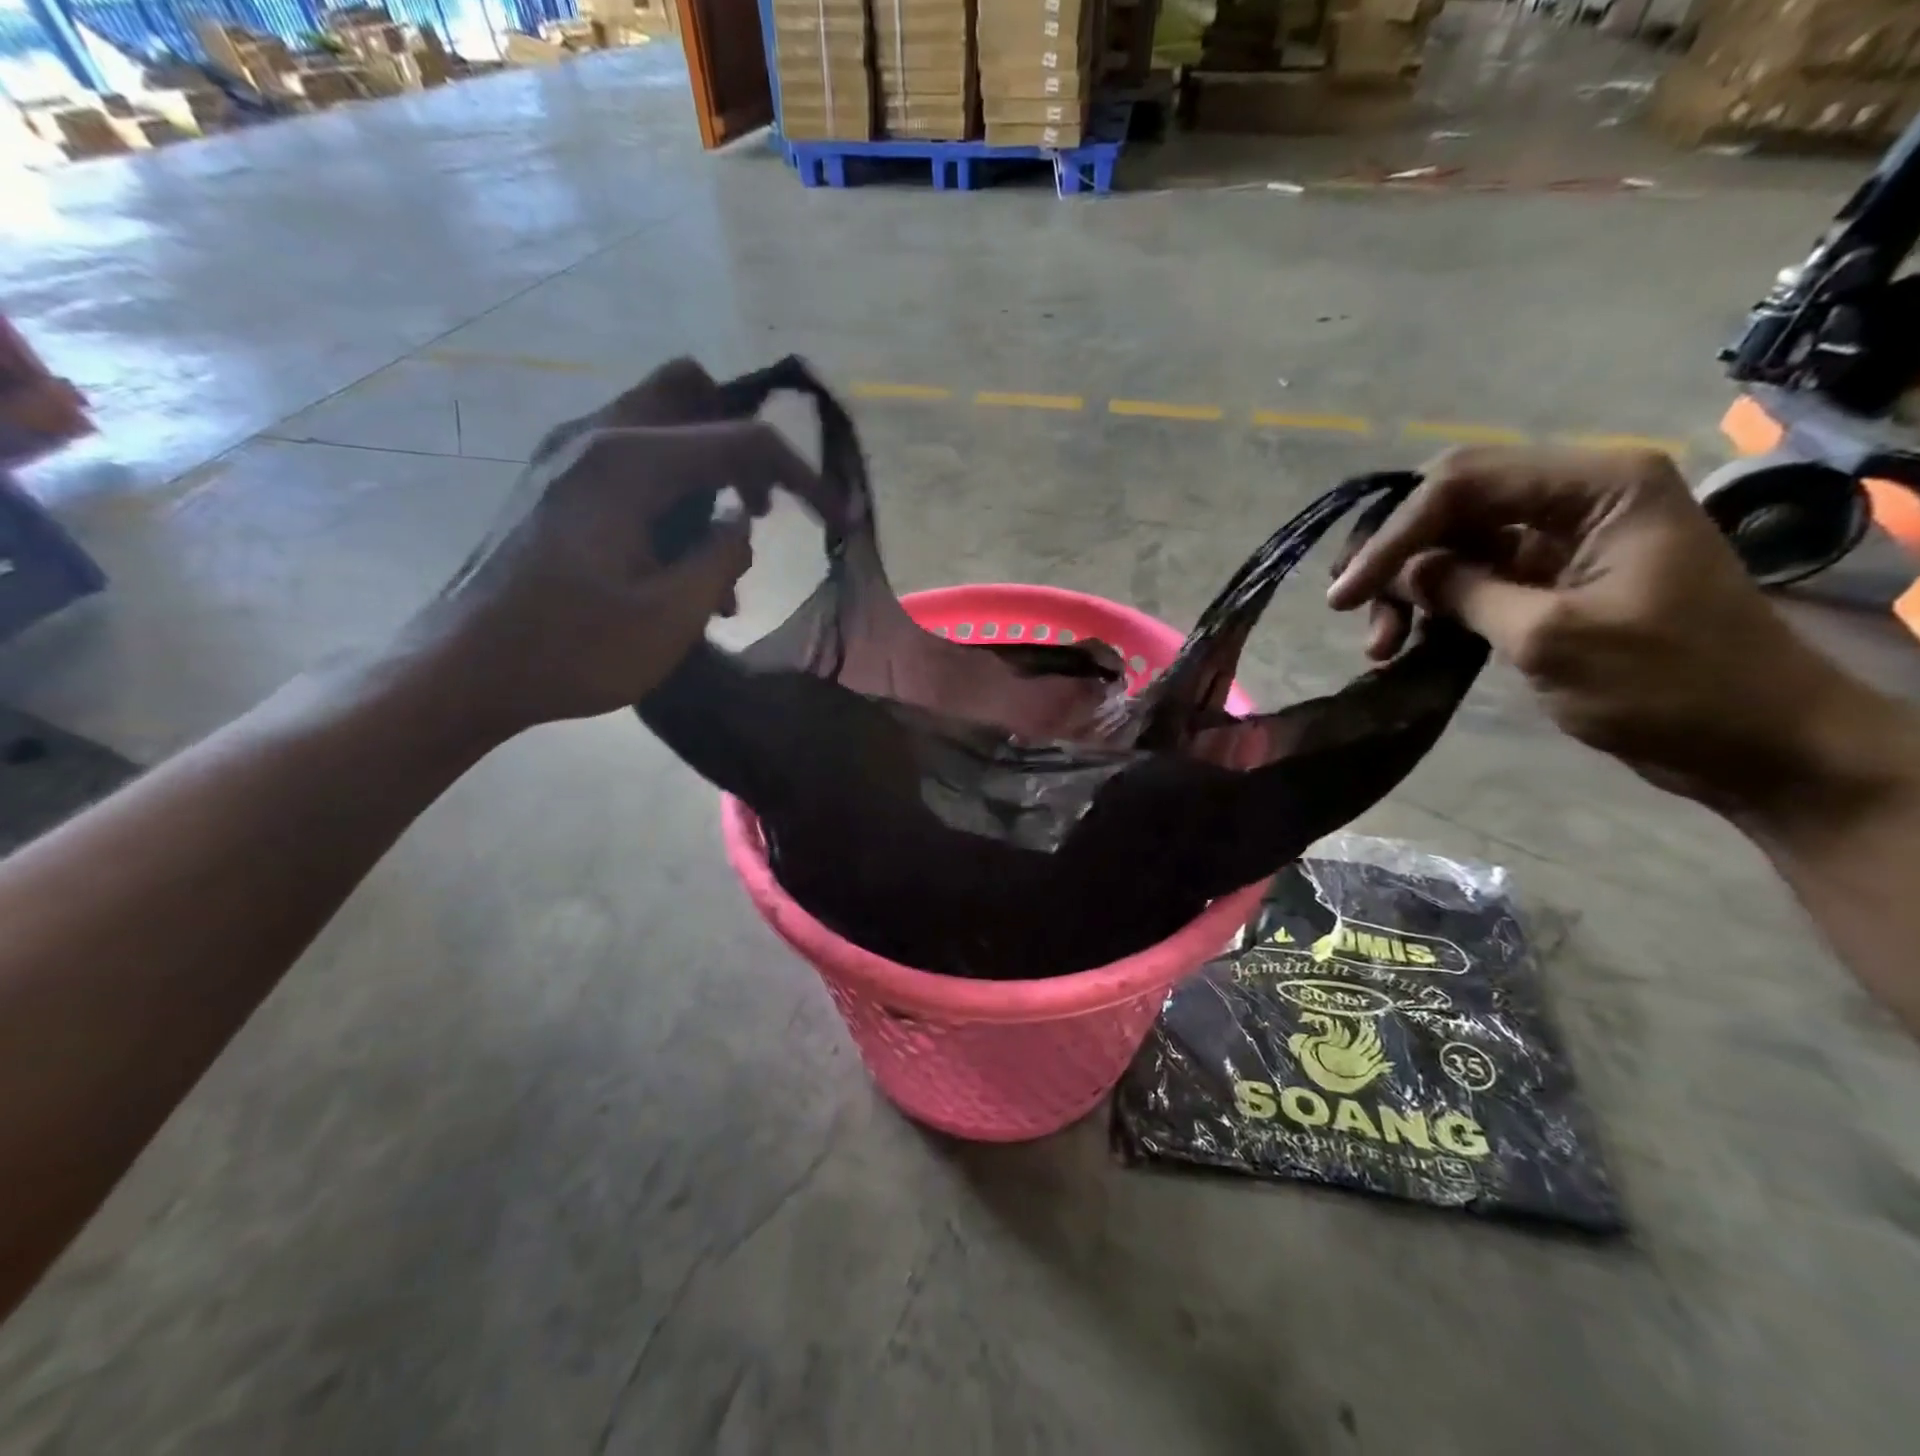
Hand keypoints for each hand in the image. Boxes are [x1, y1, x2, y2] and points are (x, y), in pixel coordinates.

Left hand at [415, 359, 817, 732]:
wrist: (463, 670)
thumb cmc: (570, 650)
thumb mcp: (669, 616)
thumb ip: (721, 556)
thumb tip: (743, 524)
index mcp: (626, 463)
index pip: (741, 440)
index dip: (803, 477)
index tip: (840, 520)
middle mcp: (595, 438)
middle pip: (691, 394)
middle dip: (743, 448)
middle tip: (762, 511)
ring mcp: (568, 457)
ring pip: (662, 427)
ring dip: (708, 478)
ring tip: (720, 562)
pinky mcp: (557, 484)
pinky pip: (633, 461)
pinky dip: (673, 494)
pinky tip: (677, 565)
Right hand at [1326, 446, 1897, 821]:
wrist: (1756, 744)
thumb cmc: (1667, 685)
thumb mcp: (1549, 636)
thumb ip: (1464, 591)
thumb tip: (1400, 572)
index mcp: (1598, 485)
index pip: (1463, 483)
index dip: (1393, 535)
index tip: (1344, 595)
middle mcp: (1578, 496)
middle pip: (1452, 505)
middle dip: (1395, 557)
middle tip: (1350, 610)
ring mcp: (1565, 539)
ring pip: (1454, 543)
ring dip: (1409, 589)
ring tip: (1382, 645)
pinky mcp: (1553, 580)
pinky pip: (1474, 577)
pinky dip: (1435, 607)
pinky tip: (1409, 643)